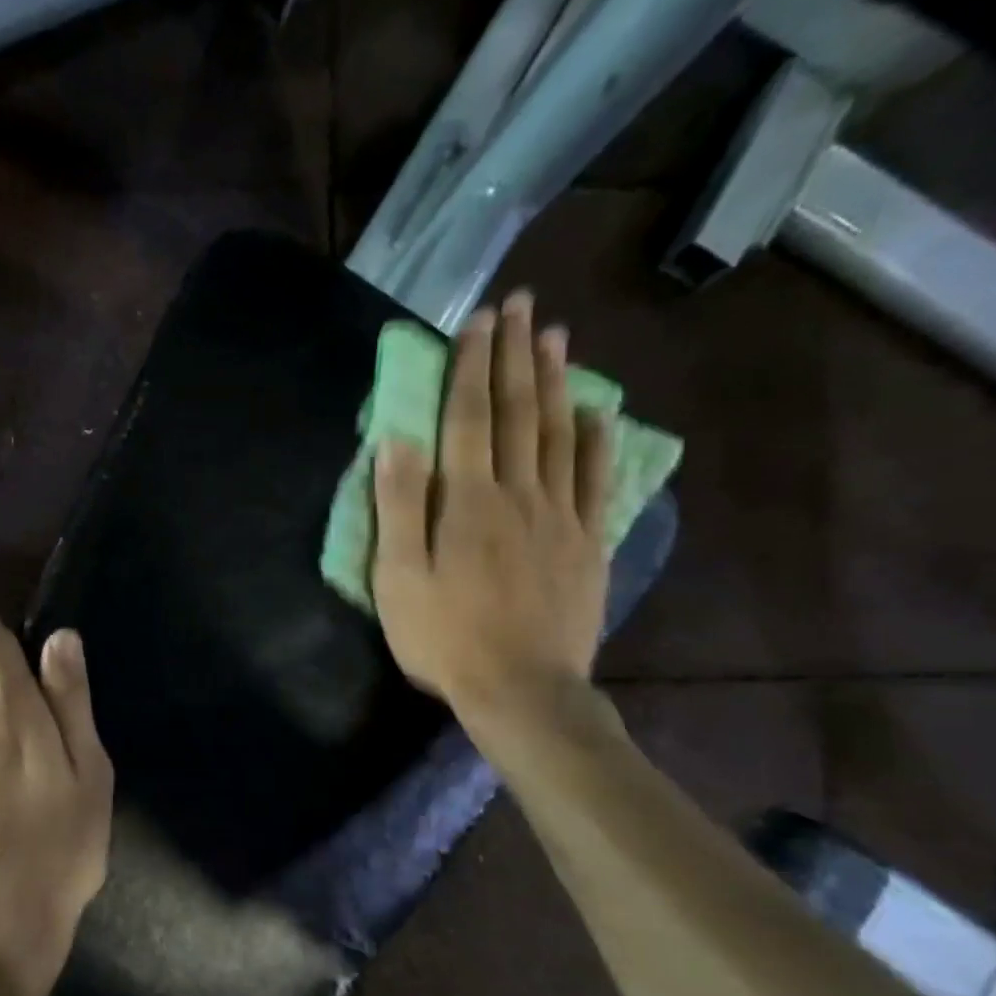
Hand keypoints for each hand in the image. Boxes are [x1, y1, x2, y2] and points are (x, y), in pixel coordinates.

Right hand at [372, 291, 610, 723]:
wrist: (520, 690)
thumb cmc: (444, 637)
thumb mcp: (399, 578)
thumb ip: (398, 508)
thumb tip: (397, 441)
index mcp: (467, 502)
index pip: (469, 418)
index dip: (472, 367)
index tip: (478, 321)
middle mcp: (519, 494)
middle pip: (518, 414)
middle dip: (515, 356)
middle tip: (521, 305)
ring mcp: (560, 517)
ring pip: (560, 436)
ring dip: (555, 383)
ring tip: (555, 338)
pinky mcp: (586, 543)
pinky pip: (596, 480)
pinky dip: (597, 441)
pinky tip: (599, 412)